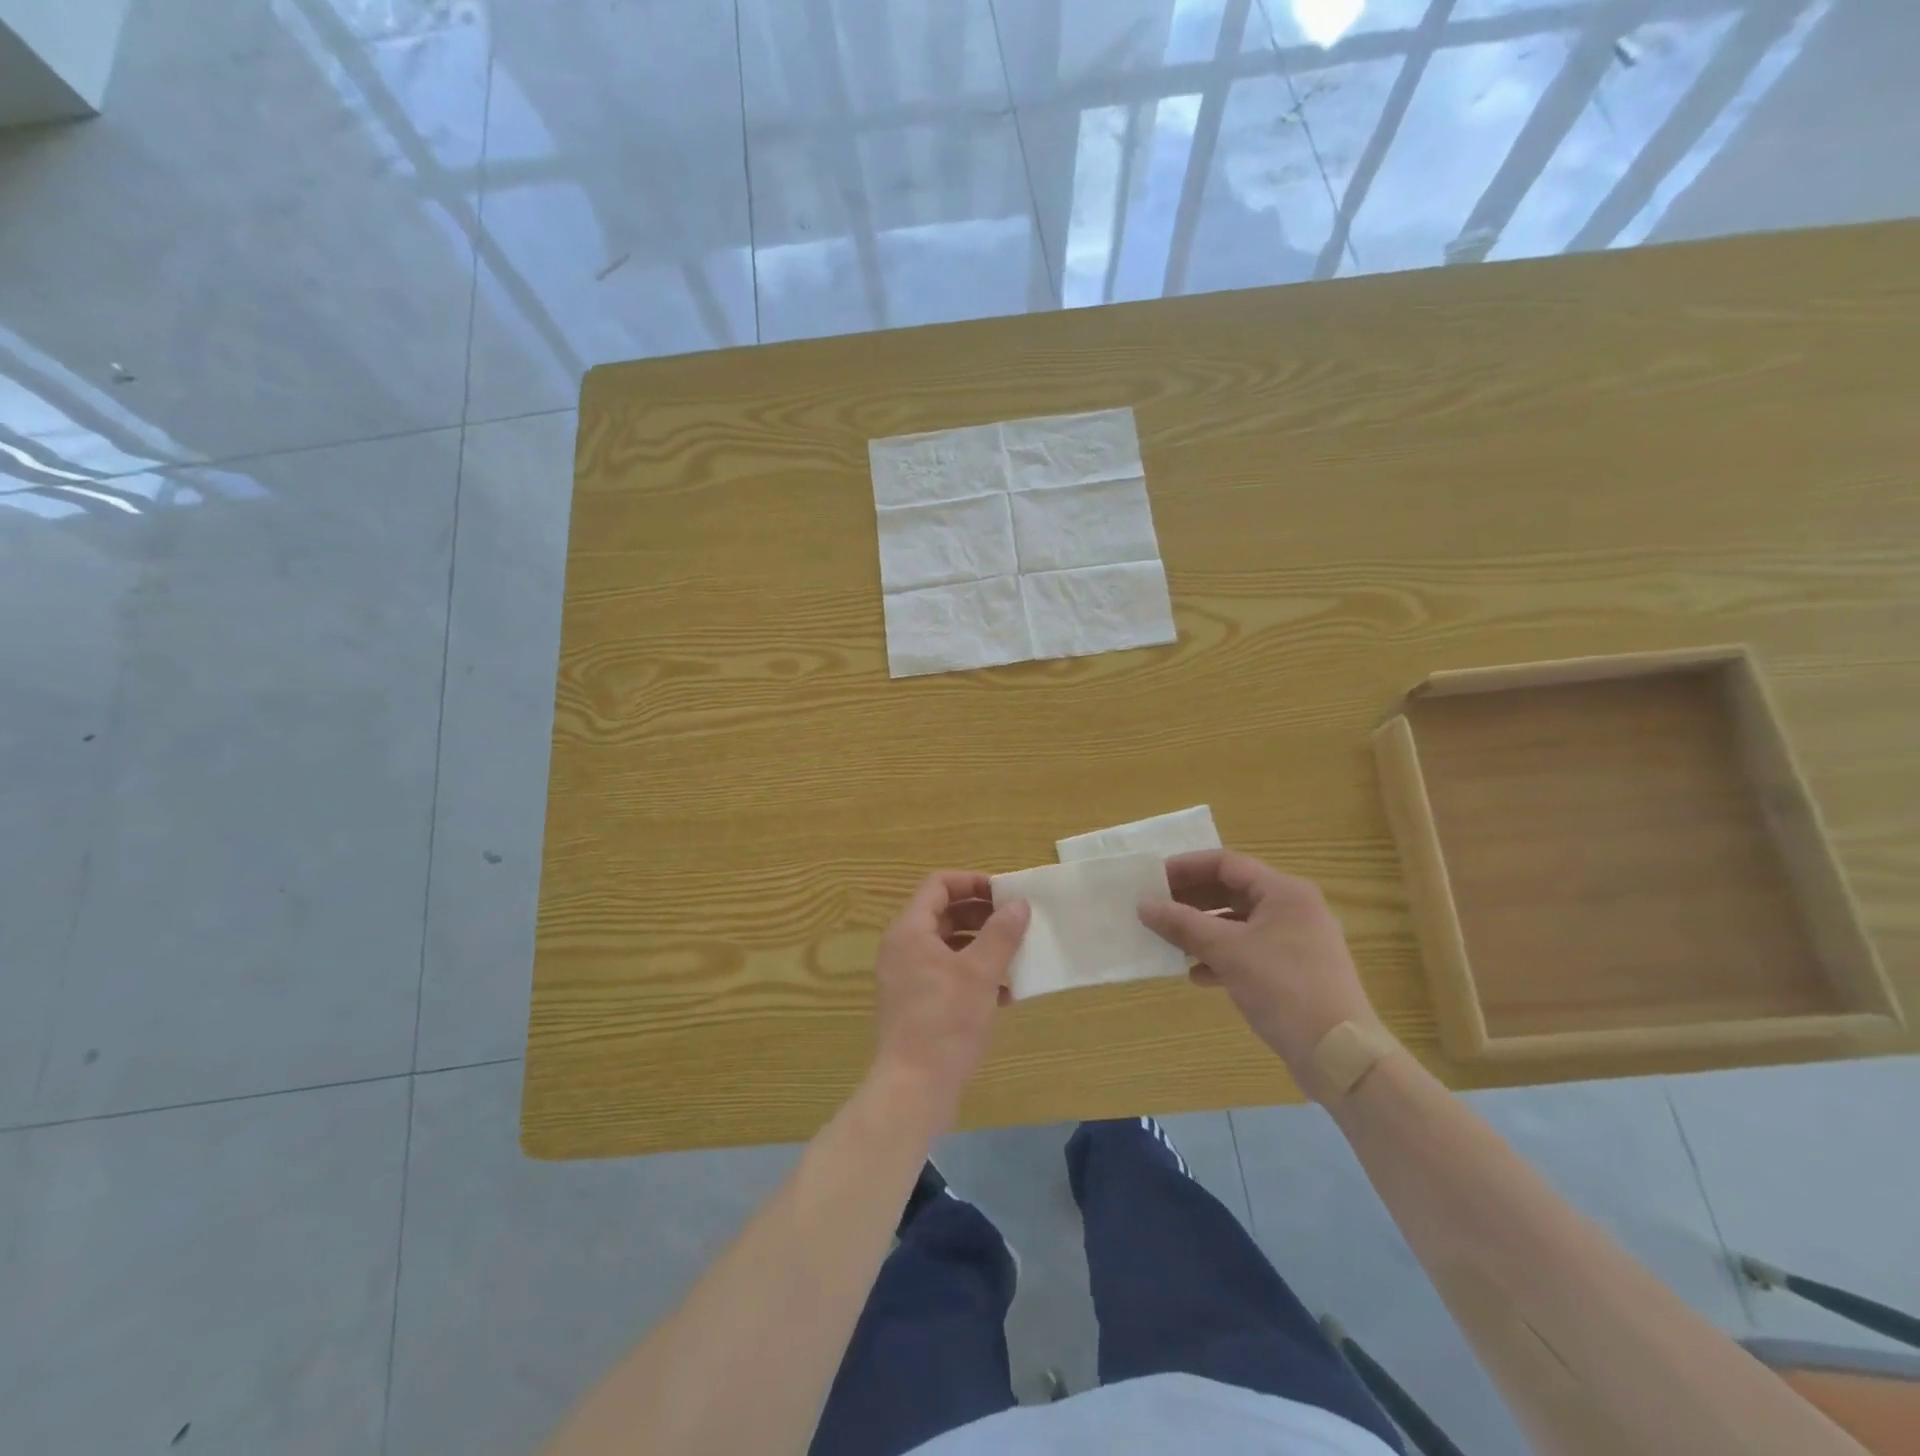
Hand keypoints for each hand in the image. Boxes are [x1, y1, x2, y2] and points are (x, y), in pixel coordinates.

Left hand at [871, 872, 1029, 1126]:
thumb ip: (1001, 934)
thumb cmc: (945, 1022)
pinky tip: (1005, 994)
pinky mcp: (916, 1004)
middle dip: (982, 915)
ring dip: (982, 946)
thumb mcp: (980, 973)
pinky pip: (947, 974)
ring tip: (1016, 955)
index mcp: (910, 931)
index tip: (1005, 894)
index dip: (972, 882)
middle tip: (1017, 922)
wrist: (914, 1088)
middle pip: (944, 913)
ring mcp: (907, 977)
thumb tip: (1019, 904)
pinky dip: (974, 974)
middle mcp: (903, 948)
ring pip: (948, 945)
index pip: (939, 885)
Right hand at [1138, 850, 1379, 1091]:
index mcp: (1284, 892)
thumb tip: (1143, 905)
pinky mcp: (1295, 972)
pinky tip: (1197, 974)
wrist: (1340, 1056)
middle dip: (1192, 900)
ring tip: (1170, 941)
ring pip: (1238, 924)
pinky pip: (1249, 951)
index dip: (1187, 867)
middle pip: (1232, 891)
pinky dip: (1221, 957)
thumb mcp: (1227, 951)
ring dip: (1203, 930)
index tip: (1153, 880)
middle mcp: (1293, 909)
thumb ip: (1182, 924)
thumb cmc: (1284, 989)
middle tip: (1156, 909)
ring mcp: (1296, 942)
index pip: (1227, 863)